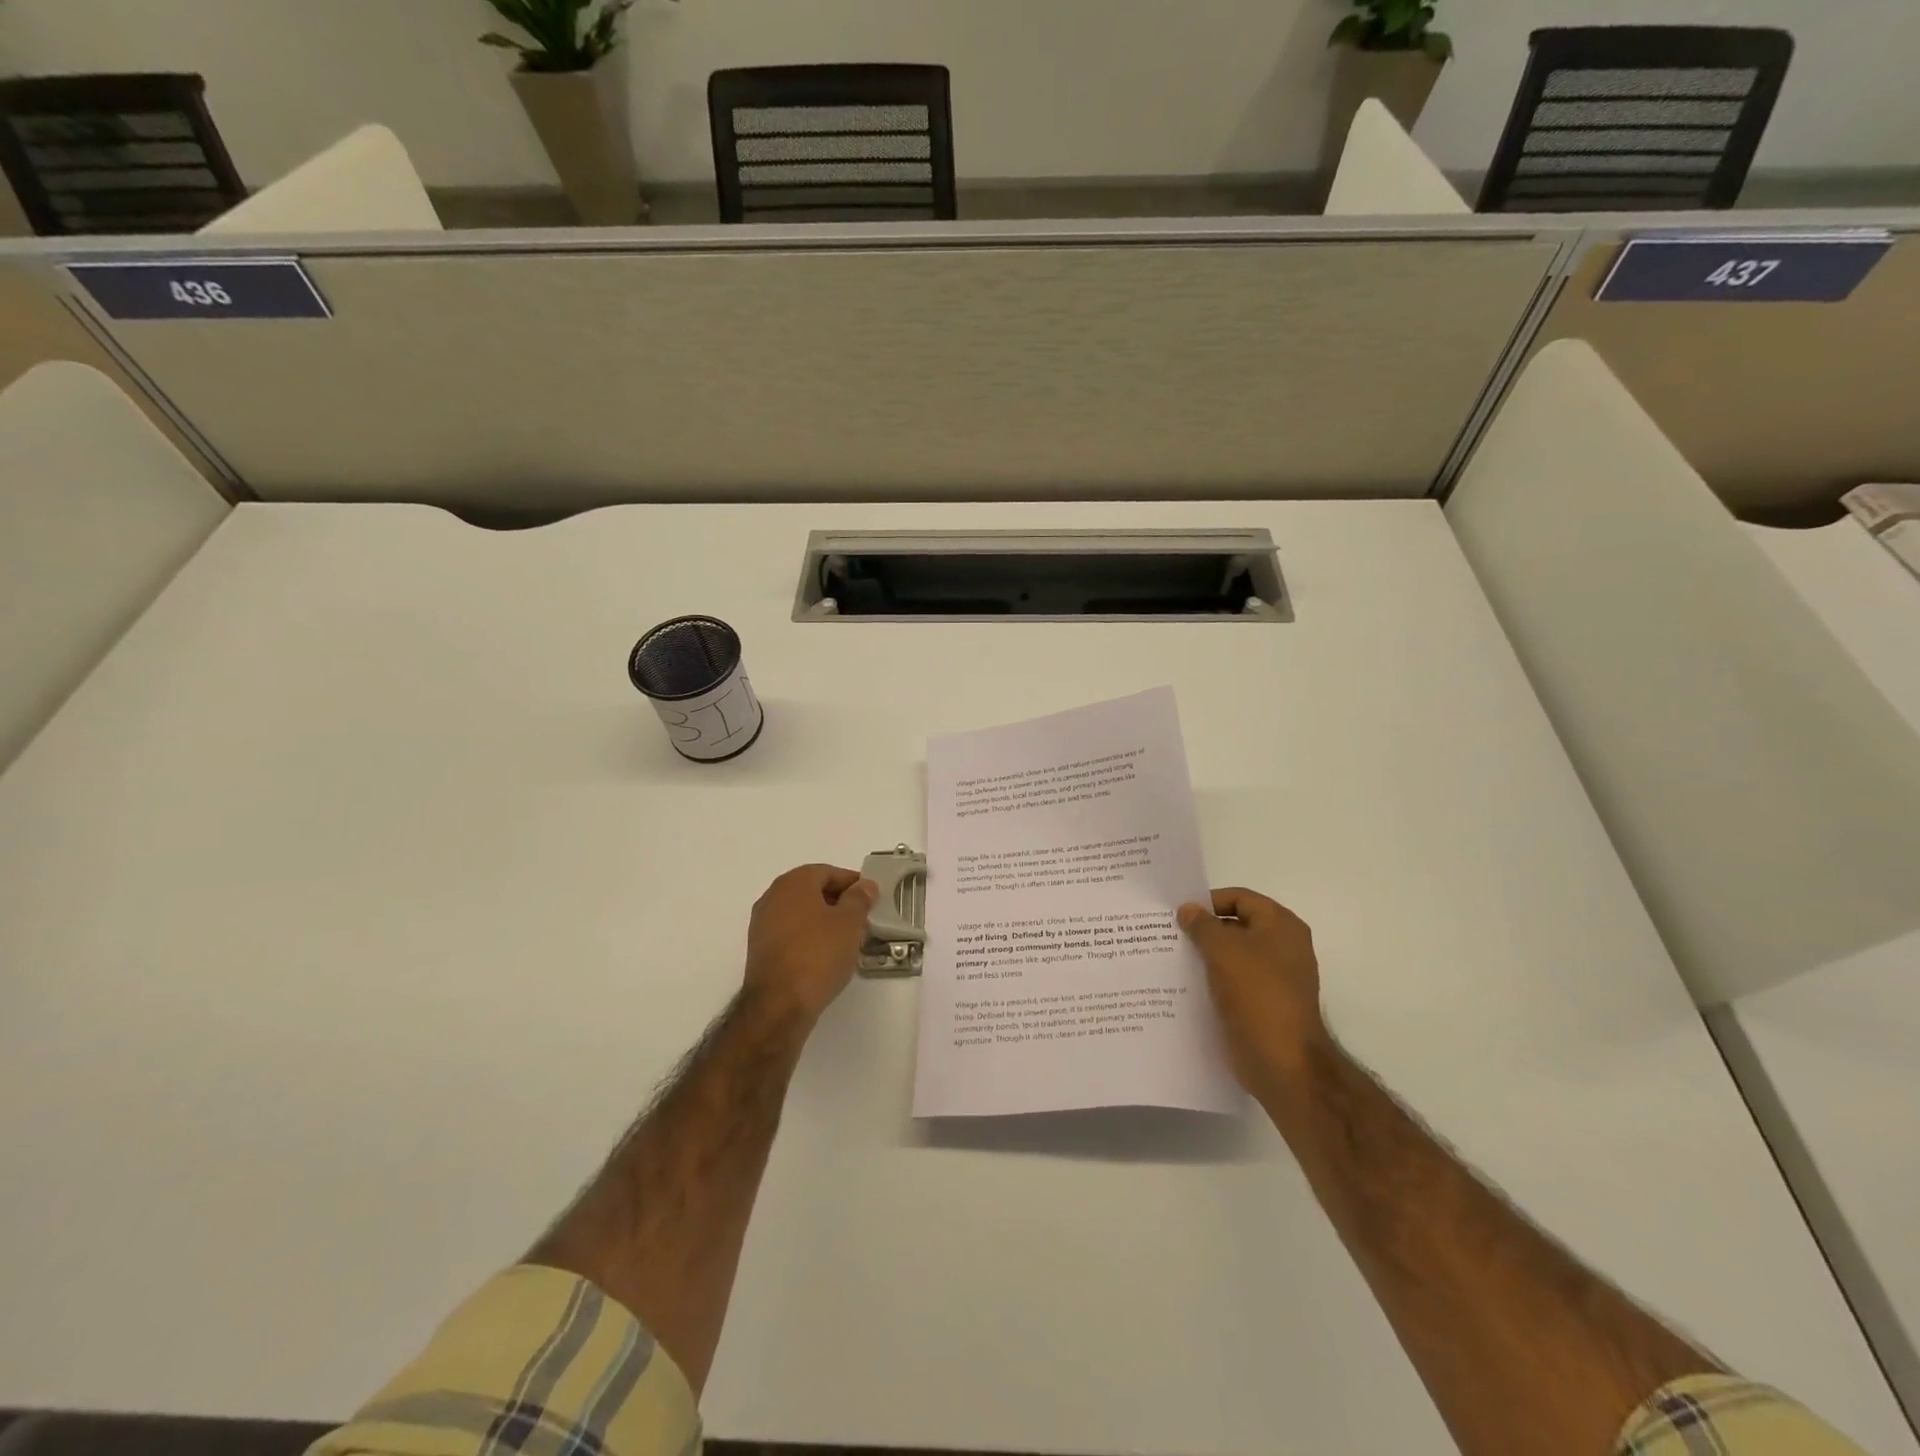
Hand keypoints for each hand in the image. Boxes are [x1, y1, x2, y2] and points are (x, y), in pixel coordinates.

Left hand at [743, 864, 878, 1024]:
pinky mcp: (760, 950)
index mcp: (794, 882)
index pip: (828, 872)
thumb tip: (865, 885)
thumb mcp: (849, 923)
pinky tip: (825, 955)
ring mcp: (762, 924)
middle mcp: (773, 896)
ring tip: (847, 938)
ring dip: (823, 920)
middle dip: (838, 901)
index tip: (871, 898)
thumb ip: (859, 899)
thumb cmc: (818, 954)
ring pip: (801, 913)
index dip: (852, 883)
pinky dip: (809, 937)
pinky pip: (790, 933)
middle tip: (862, 917)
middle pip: (812, 890)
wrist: (779, 1004)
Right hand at [1179, 888, 1326, 1097]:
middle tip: (1169, 935)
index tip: (1178, 914)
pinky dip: (1213, 980)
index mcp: (1281, 926)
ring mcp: (1275, 978)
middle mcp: (1283, 947)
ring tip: (1172, 958)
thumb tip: (1188, 910)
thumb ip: (1202, 925)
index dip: (1208, 902)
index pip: (1239, 898)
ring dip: (1205, 956)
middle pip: (1236, 926)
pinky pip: (1233, 982)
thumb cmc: (1256, 993)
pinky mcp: (1263, 1004)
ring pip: (1232, 956)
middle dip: (1204, 930)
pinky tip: (1186, 985)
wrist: (1282, 1061)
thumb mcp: (1223, 950)